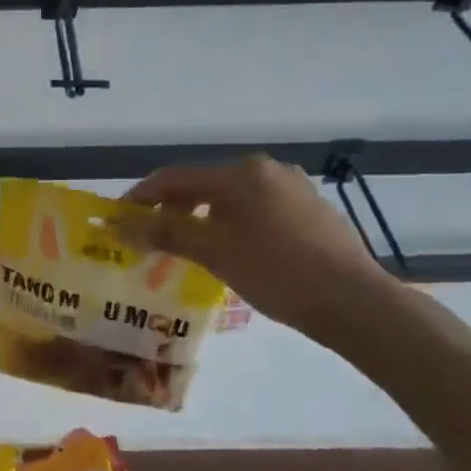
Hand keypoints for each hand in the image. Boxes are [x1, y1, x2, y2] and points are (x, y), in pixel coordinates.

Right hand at [112, 155, 399, 338]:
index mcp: (239, 173)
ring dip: (201, 218)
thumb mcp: (213, 252)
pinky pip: (255, 209)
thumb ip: (165, 232)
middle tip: (150, 239)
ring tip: (186, 248)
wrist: (353, 300)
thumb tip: (119, 224)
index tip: (117, 220)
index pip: (173, 178)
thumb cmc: (276, 272)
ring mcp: (292, 187)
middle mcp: (265, 169)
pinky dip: (231, 224)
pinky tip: (230, 250)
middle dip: (171, 210)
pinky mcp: (309, 208)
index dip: (140, 198)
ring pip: (229, 198)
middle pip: (202, 185)